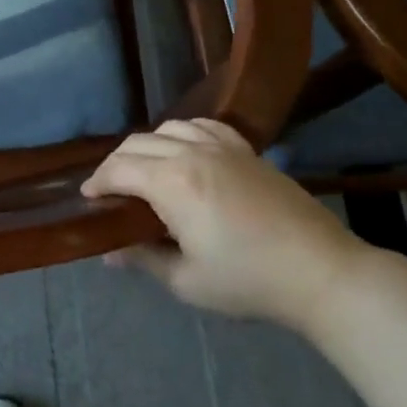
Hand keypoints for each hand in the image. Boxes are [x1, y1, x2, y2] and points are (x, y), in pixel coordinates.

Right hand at [82, 119, 364, 328]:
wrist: (319, 270)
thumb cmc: (248, 280)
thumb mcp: (187, 280)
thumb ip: (144, 258)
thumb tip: (110, 251)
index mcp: (172, 182)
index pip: (119, 169)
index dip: (97, 182)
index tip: (87, 199)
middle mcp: (192, 152)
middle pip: (138, 143)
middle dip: (115, 164)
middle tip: (109, 191)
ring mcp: (222, 146)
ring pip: (169, 128)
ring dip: (147, 145)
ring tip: (144, 171)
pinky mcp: (246, 149)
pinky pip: (204, 126)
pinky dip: (183, 133)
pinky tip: (185, 151)